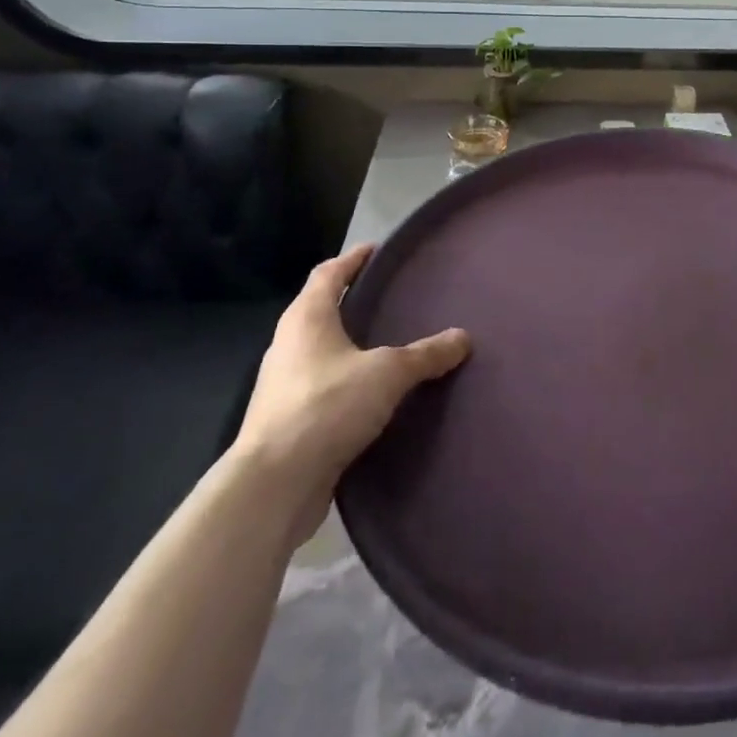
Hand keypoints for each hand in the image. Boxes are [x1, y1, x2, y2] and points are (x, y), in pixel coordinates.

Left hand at [232, 244, 469, 544]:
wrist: (273, 486)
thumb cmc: (326, 406)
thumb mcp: (388, 373)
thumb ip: (425, 354)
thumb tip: (463, 338)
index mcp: (306, 319)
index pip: (329, 274)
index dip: (353, 259)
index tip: (377, 251)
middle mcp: (288, 345)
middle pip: (321, 310)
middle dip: (353, 302)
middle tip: (392, 298)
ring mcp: (284, 386)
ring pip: (322, 352)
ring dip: (350, 345)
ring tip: (389, 345)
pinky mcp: (287, 423)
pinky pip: (324, 388)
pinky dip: (347, 383)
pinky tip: (374, 395)